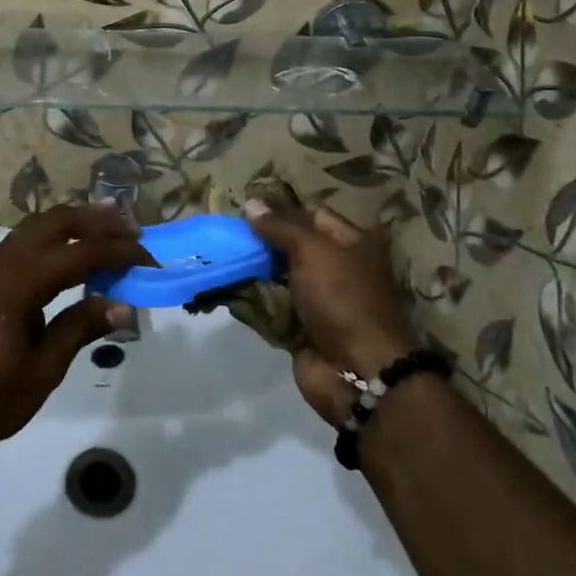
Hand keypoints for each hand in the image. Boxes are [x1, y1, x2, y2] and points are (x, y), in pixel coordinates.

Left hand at [0, 206, 152, 446]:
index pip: (78, 254)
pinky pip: (21, 242)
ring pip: (35, 227)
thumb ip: (80, 328)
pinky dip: (51, 237)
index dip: (117, 252)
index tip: (148, 258)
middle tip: (130, 228)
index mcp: (17, 283)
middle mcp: (1, 263)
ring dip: (72, 223)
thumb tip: (122, 305)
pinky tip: (68, 251)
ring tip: (107, 226)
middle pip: (54, 222)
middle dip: (95, 221)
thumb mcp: (42, 370)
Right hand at [245, 200, 417, 424]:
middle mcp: (337, 266)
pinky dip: (252, 297)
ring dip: (252, 268)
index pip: (311, 214)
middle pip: (293, 244)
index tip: (244, 209)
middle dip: (261, 240)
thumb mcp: (312, 251)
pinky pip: (272, 304)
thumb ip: (281, 226)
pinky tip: (225, 285)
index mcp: (352, 241)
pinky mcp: (301, 325)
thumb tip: (252, 204)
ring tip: (219, 255)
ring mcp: (319, 298)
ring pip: (278, 274)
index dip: (280, 209)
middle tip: (226, 232)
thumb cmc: (342, 298)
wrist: (356, 371)